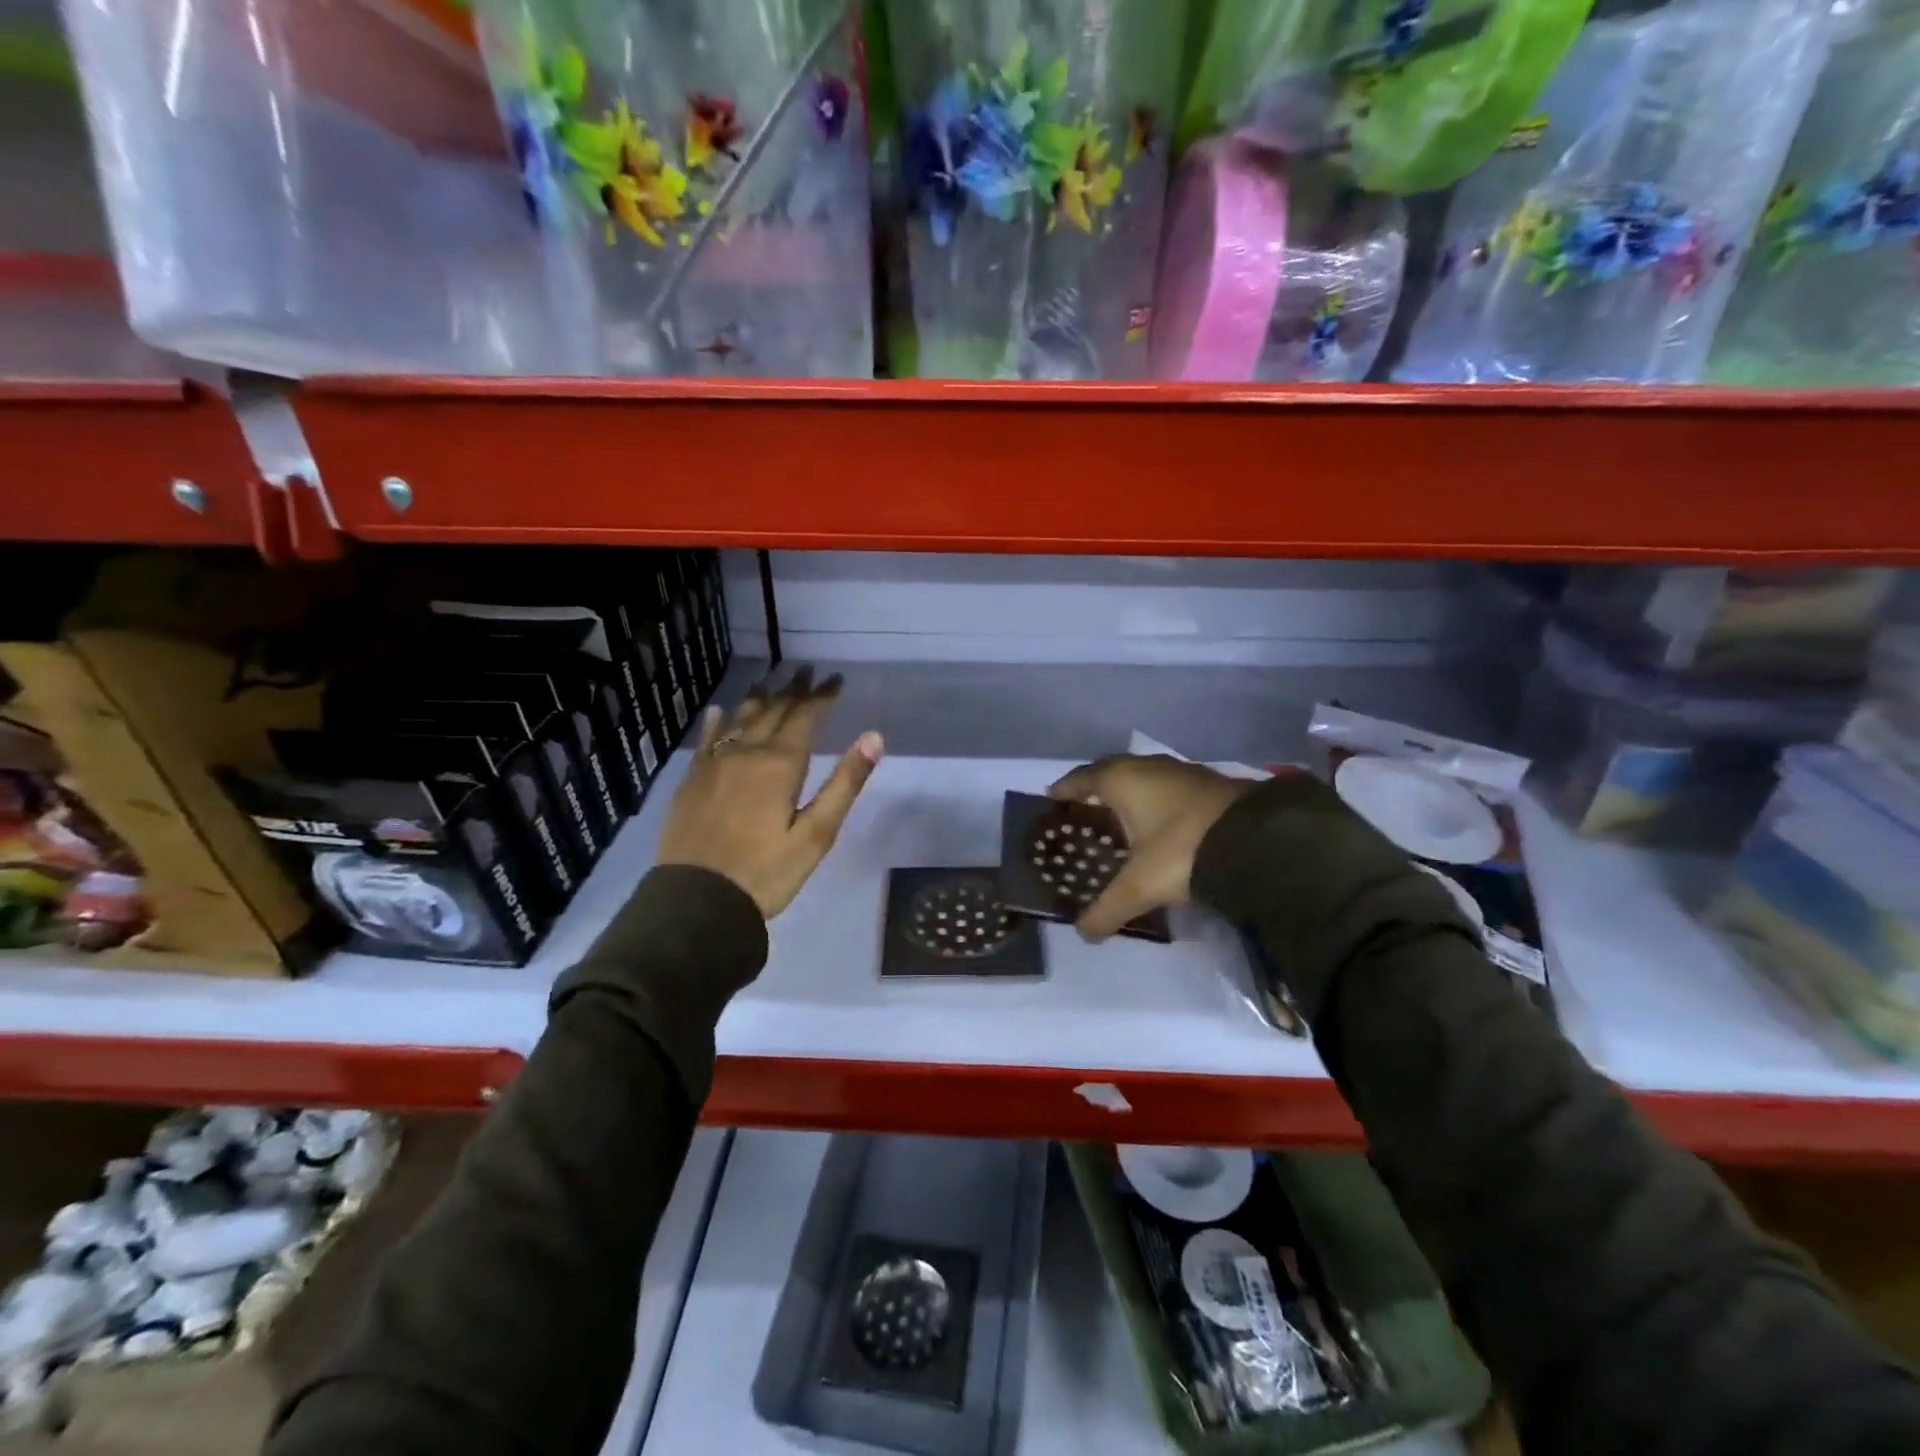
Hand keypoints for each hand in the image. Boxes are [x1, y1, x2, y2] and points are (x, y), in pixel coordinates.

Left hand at [658, 668, 883, 918]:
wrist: (697, 901)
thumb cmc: (766, 872)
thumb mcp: (817, 835)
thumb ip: (844, 784)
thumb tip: (873, 737)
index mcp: (779, 765)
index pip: (805, 717)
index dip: (821, 696)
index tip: (835, 679)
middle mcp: (745, 753)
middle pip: (773, 711)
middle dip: (793, 690)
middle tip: (807, 671)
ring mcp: (713, 764)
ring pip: (739, 719)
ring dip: (759, 698)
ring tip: (771, 680)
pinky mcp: (691, 781)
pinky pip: (706, 740)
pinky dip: (717, 721)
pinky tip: (719, 711)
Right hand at [1048, 755, 1254, 940]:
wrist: (1256, 839)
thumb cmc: (1181, 851)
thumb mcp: (1140, 887)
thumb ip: (1107, 910)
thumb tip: (1084, 933)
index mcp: (1123, 780)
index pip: (1083, 777)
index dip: (1066, 787)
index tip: (1053, 797)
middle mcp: (1148, 767)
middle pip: (1112, 770)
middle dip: (1096, 786)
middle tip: (1084, 806)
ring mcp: (1182, 772)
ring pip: (1143, 775)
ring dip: (1129, 791)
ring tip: (1121, 814)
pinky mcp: (1209, 783)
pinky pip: (1168, 786)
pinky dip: (1156, 799)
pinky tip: (1160, 821)